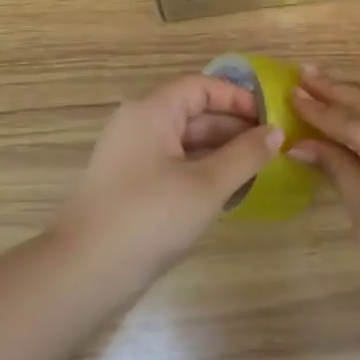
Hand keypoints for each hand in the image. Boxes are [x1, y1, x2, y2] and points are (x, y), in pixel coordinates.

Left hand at [59, 73, 283, 279]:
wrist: (83, 273)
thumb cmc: (149, 218)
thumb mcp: (206, 186)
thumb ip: (245, 155)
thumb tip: (276, 131)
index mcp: (152, 112)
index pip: (201, 87)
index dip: (238, 98)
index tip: (270, 118)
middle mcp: (138, 125)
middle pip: (193, 112)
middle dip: (233, 127)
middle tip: (272, 148)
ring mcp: (130, 156)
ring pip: (184, 141)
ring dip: (220, 151)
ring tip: (256, 170)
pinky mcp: (129, 184)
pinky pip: (172, 164)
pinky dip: (201, 170)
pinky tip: (226, 191)